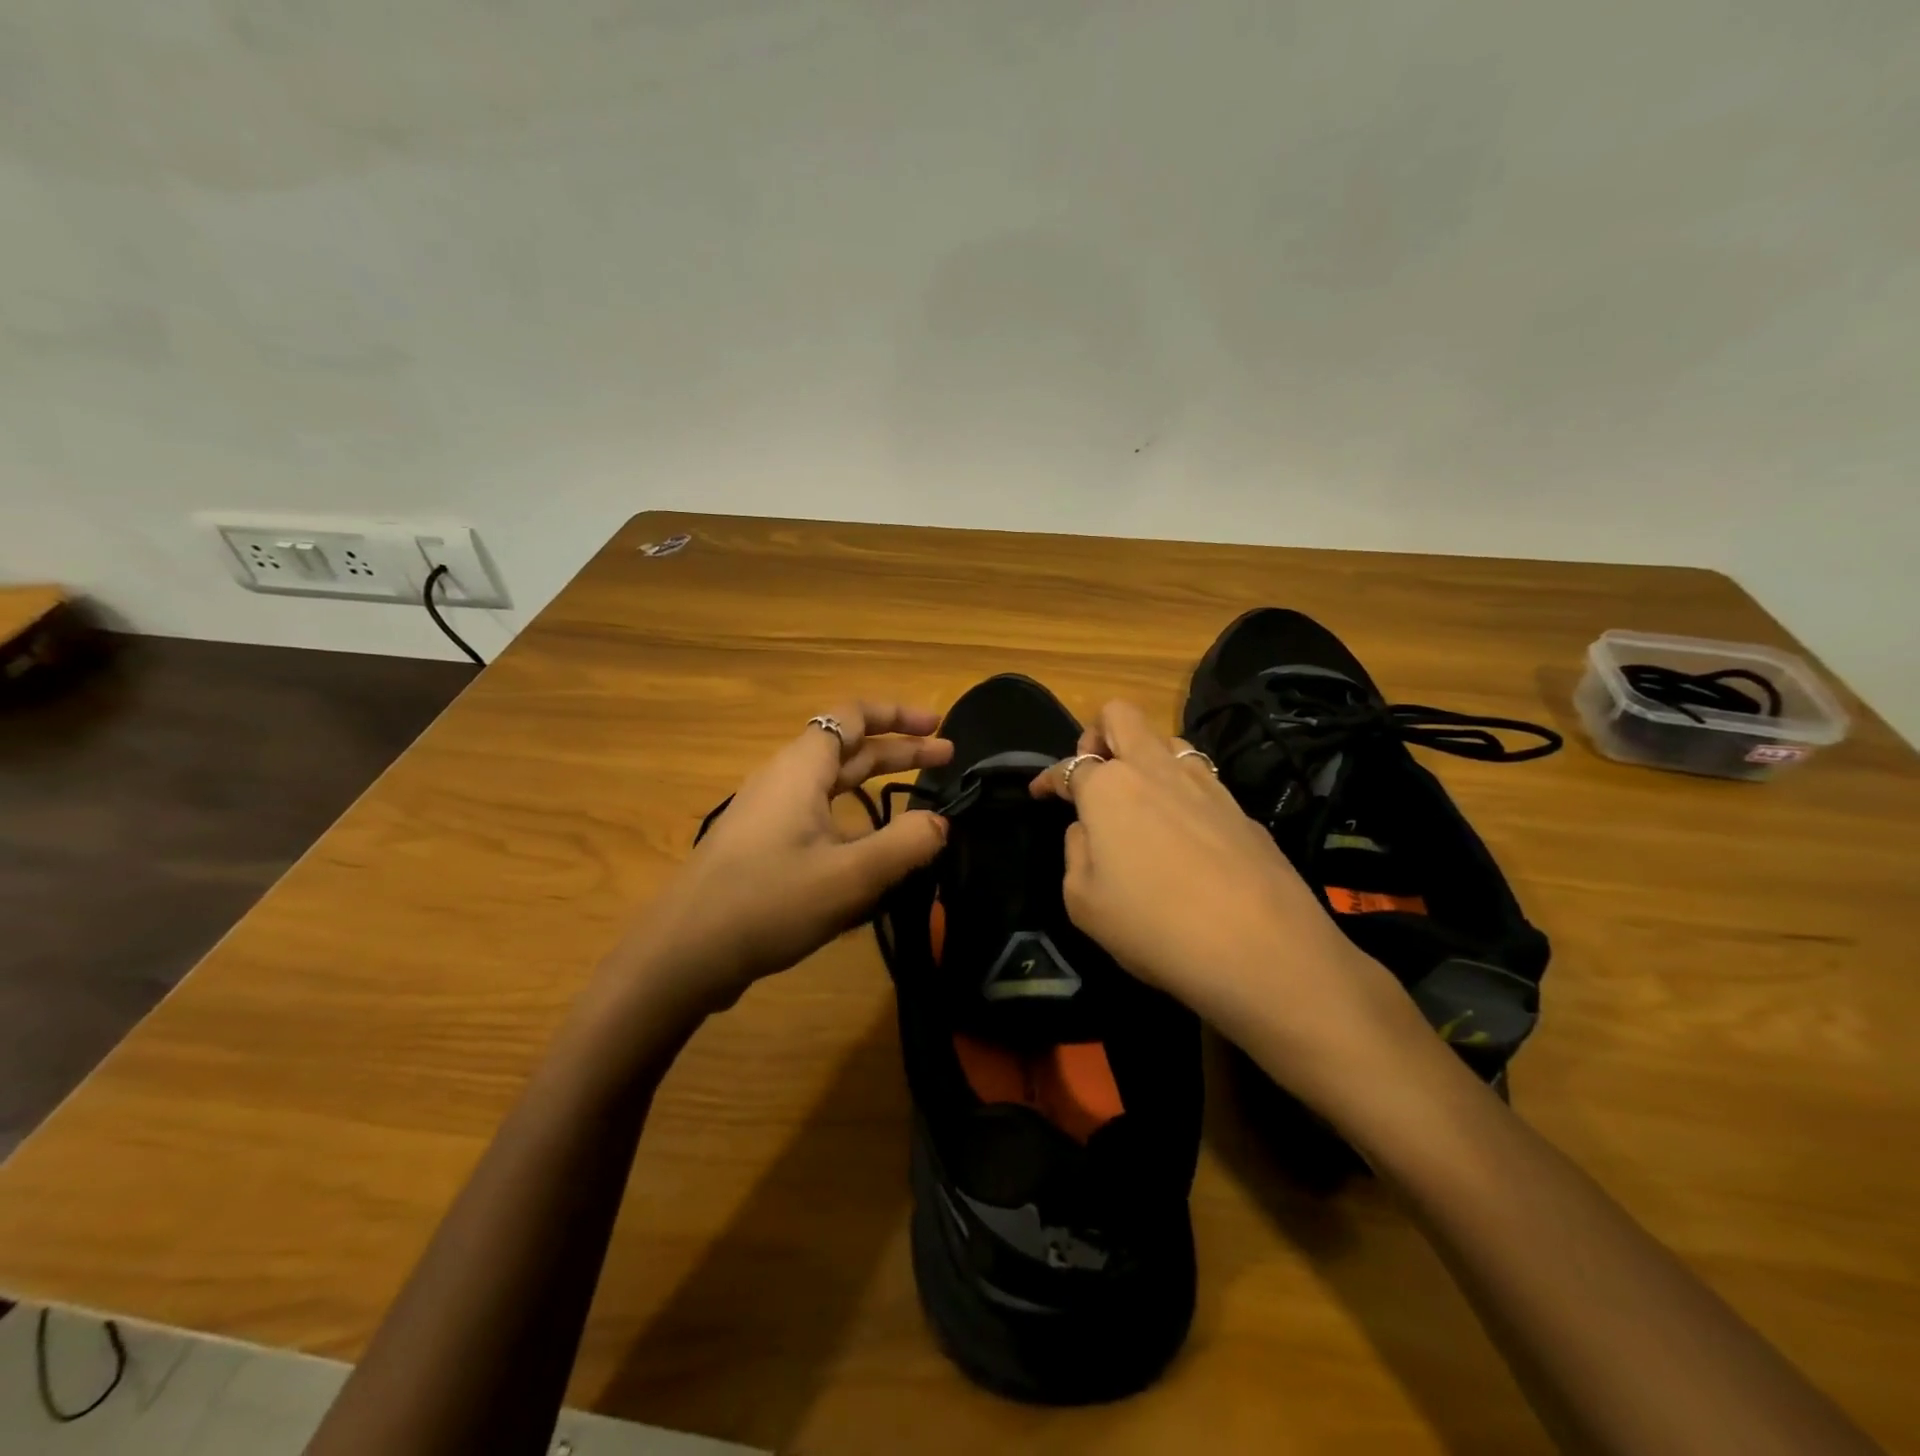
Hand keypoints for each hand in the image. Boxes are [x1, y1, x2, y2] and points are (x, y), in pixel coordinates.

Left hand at [615, 702, 952, 1014]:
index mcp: (801, 768)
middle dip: (898, 749)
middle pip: (847, 747)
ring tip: (916, 802)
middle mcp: (783, 779)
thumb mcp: (851, 876)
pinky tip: (870, 851)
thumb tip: (940, 823)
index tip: (939, 726)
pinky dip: (853, 816)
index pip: (853, 715)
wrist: (683, 953)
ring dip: (876, 783)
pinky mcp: (761, 845)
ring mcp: (768, 813)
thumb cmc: (769, 903)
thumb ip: (906, 845)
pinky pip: (817, 815)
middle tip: (946, 759)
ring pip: (832, 784)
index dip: (899, 715)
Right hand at [1033, 700, 1435, 1113]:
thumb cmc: (1154, 926)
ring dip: (1144, 756)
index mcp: (1109, 788)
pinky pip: (1200, 778)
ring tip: (1139, 799)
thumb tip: (1088, 830)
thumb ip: (1076, 853)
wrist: (1263, 950)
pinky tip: (1183, 830)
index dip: (1049, 778)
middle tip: (1093, 771)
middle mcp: (1155, 769)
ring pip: (1167, 739)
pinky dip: (1180, 789)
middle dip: (1098, 733)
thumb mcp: (1083, 902)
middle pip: (1121, 716)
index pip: (1069, 765)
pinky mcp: (1240, 807)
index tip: (1040, 792)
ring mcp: (1205, 783)